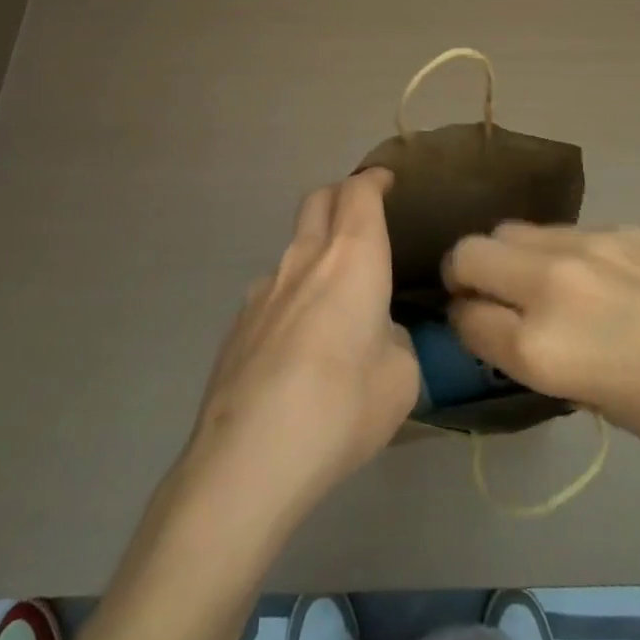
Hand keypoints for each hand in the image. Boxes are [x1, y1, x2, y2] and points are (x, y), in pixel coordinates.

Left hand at [184, 168, 420, 524]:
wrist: (248, 459)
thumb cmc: (342, 408)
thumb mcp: (401, 378)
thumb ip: (395, 341)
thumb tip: (378, 335)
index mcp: (352, 258)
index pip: (359, 193)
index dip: (374, 180)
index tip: (386, 181)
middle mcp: (304, 259)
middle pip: (318, 200)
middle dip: (341, 195)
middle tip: (361, 214)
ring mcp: (263, 289)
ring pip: (293, 246)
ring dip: (316, 250)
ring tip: (334, 294)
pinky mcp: (238, 324)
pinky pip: (273, 290)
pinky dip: (293, 294)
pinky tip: (299, 344)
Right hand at [443, 224, 639, 475]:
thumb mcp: (597, 403)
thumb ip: (542, 360)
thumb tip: (513, 333)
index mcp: (542, 349)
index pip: (466, 320)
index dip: (463, 328)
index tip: (473, 332)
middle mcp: (549, 286)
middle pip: (468, 253)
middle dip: (464, 276)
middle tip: (484, 297)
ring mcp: (584, 245)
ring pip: (508, 230)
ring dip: (504, 256)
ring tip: (532, 281)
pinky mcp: (617, 225)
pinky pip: (559, 231)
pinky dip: (553, 251)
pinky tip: (590, 276)